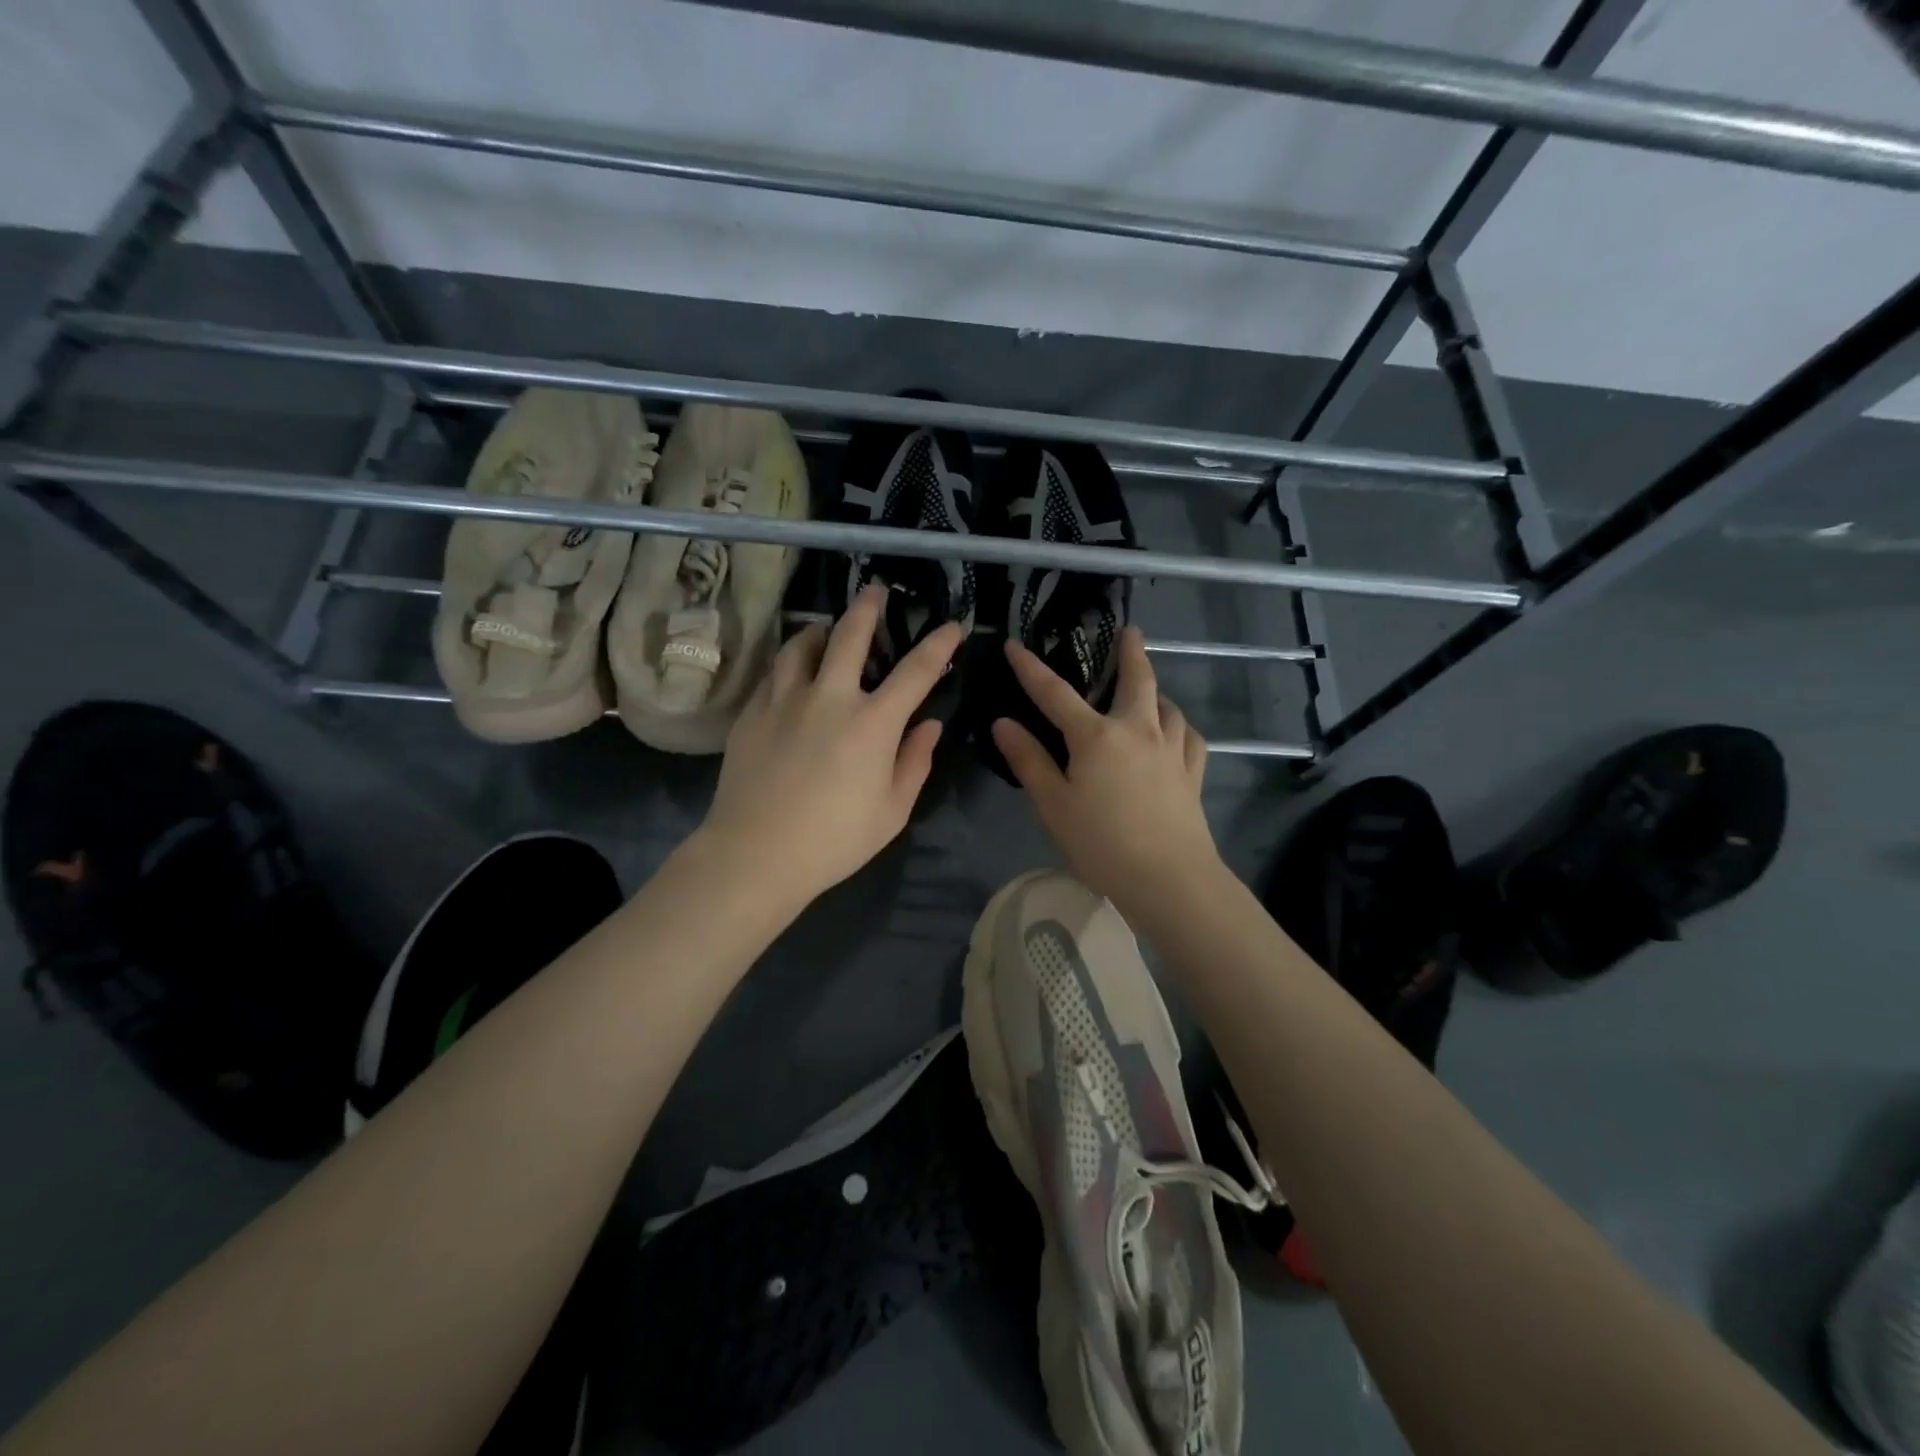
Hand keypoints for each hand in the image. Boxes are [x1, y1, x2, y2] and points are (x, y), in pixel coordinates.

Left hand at [698, 586, 961, 911]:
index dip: (938, 645)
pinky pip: (774, 672)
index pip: (915, 672)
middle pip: (849, 635)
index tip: (952, 625)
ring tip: (826, 629)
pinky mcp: (752, 712)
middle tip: (876, 591)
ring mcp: (784, 700)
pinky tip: (793, 671)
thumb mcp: (892, 811)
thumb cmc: (834, 840)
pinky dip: (790, 662)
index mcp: (872, 724)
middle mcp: (829, 698)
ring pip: (801, 644)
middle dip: (868, 607)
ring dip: (820, 630)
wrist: (755, 854)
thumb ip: (915, 762)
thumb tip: (929, 725)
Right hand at [990, 626, 1220, 912]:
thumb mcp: (1053, 805)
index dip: (1031, 669)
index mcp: (1096, 736)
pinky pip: (1190, 737)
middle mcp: (1138, 730)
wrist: (1169, 878)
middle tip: (1131, 632)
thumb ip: (1029, 761)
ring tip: (1149, 691)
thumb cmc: (1101, 843)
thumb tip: (1003, 723)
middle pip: (1137, 680)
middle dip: (1132, 652)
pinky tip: (1176, 733)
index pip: (1055, 693)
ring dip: (1156, 691)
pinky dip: (1179, 726)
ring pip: (1168, 706)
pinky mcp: (1193, 773)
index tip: (1015, 645)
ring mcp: (1171, 750)